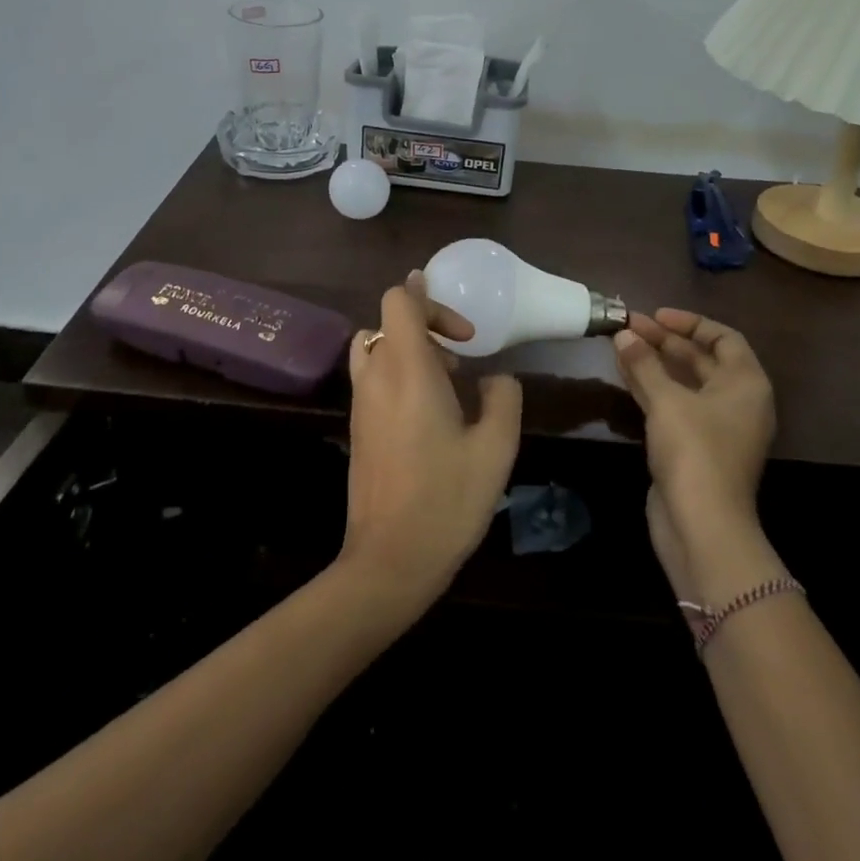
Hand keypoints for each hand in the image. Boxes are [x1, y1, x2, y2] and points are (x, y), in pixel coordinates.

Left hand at [337, 279, 521, 612]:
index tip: (464, 334)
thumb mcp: (495, 448)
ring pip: (373, 347)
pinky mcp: (356, 427)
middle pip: (386, 321)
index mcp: (408, 371)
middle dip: (426, 327)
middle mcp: (376, 377)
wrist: (390, 560)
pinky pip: (371, 376)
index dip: (430, 300)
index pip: (399, 301)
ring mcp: (360, 403)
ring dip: (406, 349)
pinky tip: (427, 414)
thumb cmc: (447, 500)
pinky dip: (395, 373)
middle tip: (460, 361)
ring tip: (442, 382)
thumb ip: (503, 398)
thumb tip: (496, 377)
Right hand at [613, 311, 780, 600]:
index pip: (723, 339)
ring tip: (621, 344)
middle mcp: (737, 402)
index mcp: (746, 384)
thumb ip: (644, 364)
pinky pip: (674, 405)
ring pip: (684, 383)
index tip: (655, 315)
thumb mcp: (667, 401)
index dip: (690, 323)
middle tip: (628, 326)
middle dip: (665, 341)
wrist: (702, 525)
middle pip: (701, 360)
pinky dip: (652, 388)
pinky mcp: (694, 448)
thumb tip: (624, 334)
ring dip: (655, 363)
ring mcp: (716, 427)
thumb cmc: (695, 451)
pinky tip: (624, 374)